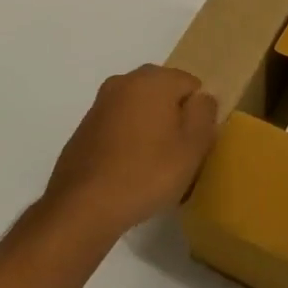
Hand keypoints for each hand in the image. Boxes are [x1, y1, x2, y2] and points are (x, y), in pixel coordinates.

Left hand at [43, 66, 217, 240]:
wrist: (82, 208)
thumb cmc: (147, 173)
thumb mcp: (193, 146)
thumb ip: (205, 112)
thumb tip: (201, 98)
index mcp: (153, 79)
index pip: (191, 85)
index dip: (197, 115)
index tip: (193, 145)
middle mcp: (124, 81)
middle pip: (164, 94)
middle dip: (173, 119)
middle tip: (177, 157)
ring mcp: (100, 105)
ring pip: (140, 110)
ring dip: (150, 130)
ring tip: (152, 168)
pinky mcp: (84, 129)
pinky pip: (118, 127)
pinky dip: (127, 142)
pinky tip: (128, 172)